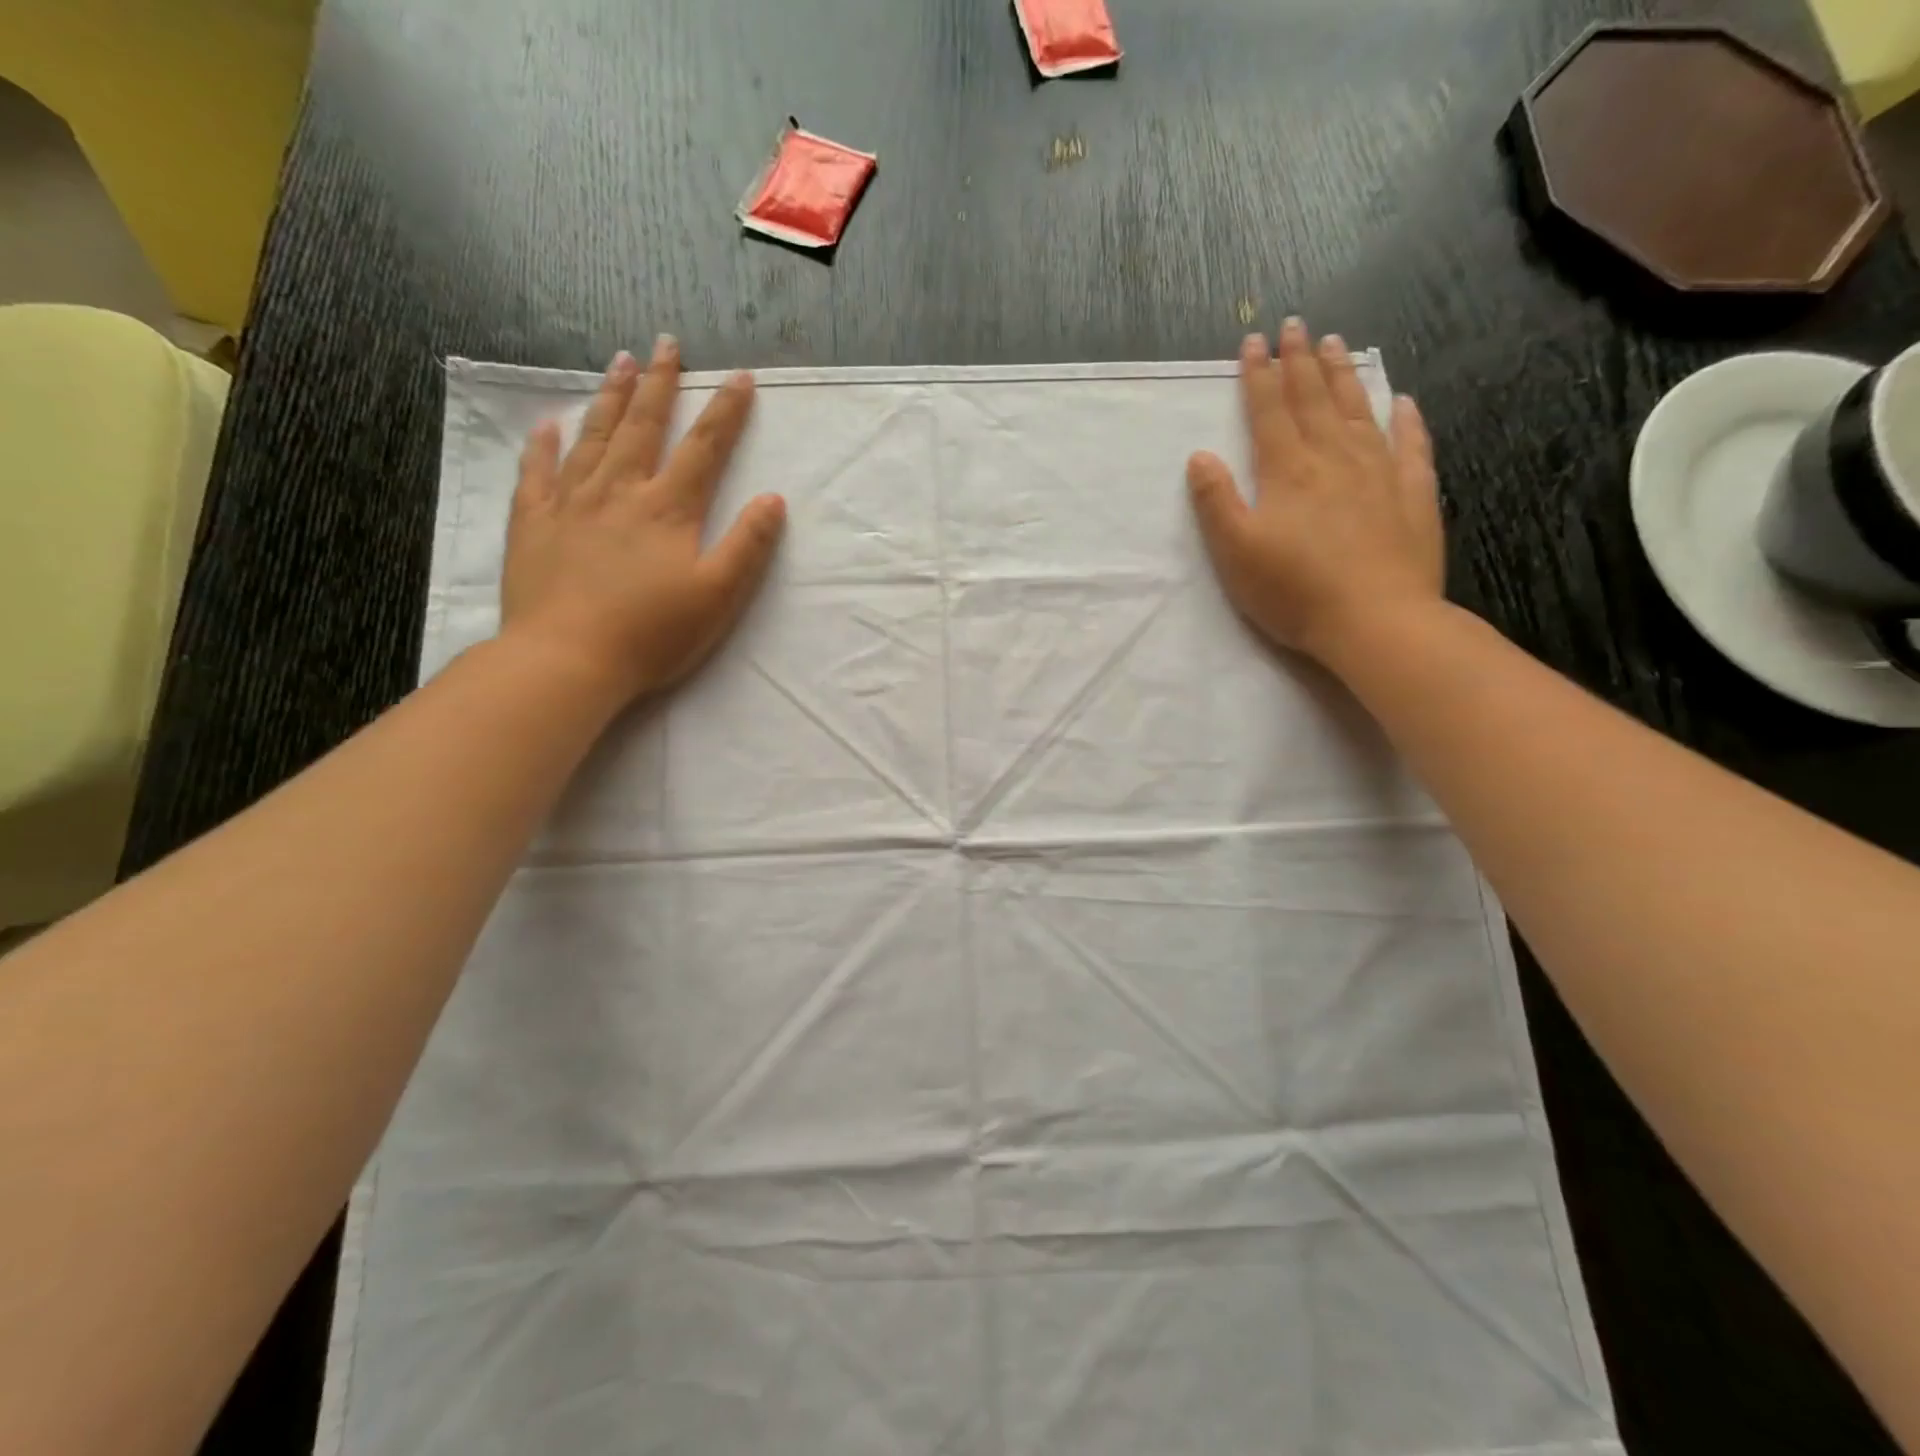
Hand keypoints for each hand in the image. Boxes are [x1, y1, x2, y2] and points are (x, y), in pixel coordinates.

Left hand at [500, 337, 785, 707]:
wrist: (567, 659)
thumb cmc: (652, 634)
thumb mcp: (718, 596)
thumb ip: (747, 546)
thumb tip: (773, 500)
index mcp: (668, 509)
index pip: (704, 449)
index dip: (725, 412)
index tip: (740, 377)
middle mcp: (619, 491)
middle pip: (643, 426)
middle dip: (660, 383)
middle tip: (666, 343)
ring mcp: (570, 503)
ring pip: (594, 437)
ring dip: (611, 397)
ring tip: (621, 361)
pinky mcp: (533, 523)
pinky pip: (537, 472)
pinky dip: (544, 444)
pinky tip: (550, 424)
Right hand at [1187, 321, 1443, 667]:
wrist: (1375, 620)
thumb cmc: (1294, 591)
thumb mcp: (1235, 552)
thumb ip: (1215, 502)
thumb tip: (1200, 456)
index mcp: (1287, 471)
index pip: (1268, 411)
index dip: (1258, 375)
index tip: (1254, 341)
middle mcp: (1334, 458)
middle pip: (1314, 399)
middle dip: (1300, 361)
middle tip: (1296, 325)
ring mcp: (1379, 472)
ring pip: (1359, 411)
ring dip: (1344, 376)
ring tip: (1337, 345)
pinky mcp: (1413, 495)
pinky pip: (1411, 445)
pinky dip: (1406, 419)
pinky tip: (1401, 402)